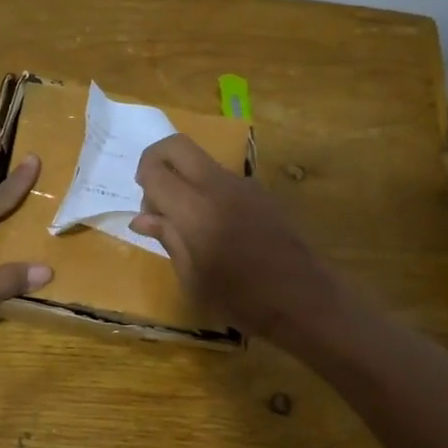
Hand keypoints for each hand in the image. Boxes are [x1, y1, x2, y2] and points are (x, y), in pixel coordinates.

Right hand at [129, 133, 336, 338]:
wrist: (305, 301)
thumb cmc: (242, 300)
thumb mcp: (193, 279)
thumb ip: (168, 239)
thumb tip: (143, 219)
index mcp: (195, 210)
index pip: (155, 171)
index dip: (142, 184)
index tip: (147, 213)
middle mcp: (218, 186)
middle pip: (177, 146)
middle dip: (156, 161)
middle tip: (155, 196)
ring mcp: (244, 185)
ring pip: (201, 161)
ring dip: (184, 178)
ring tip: (188, 223)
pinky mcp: (262, 193)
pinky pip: (223, 179)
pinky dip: (207, 191)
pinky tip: (217, 229)